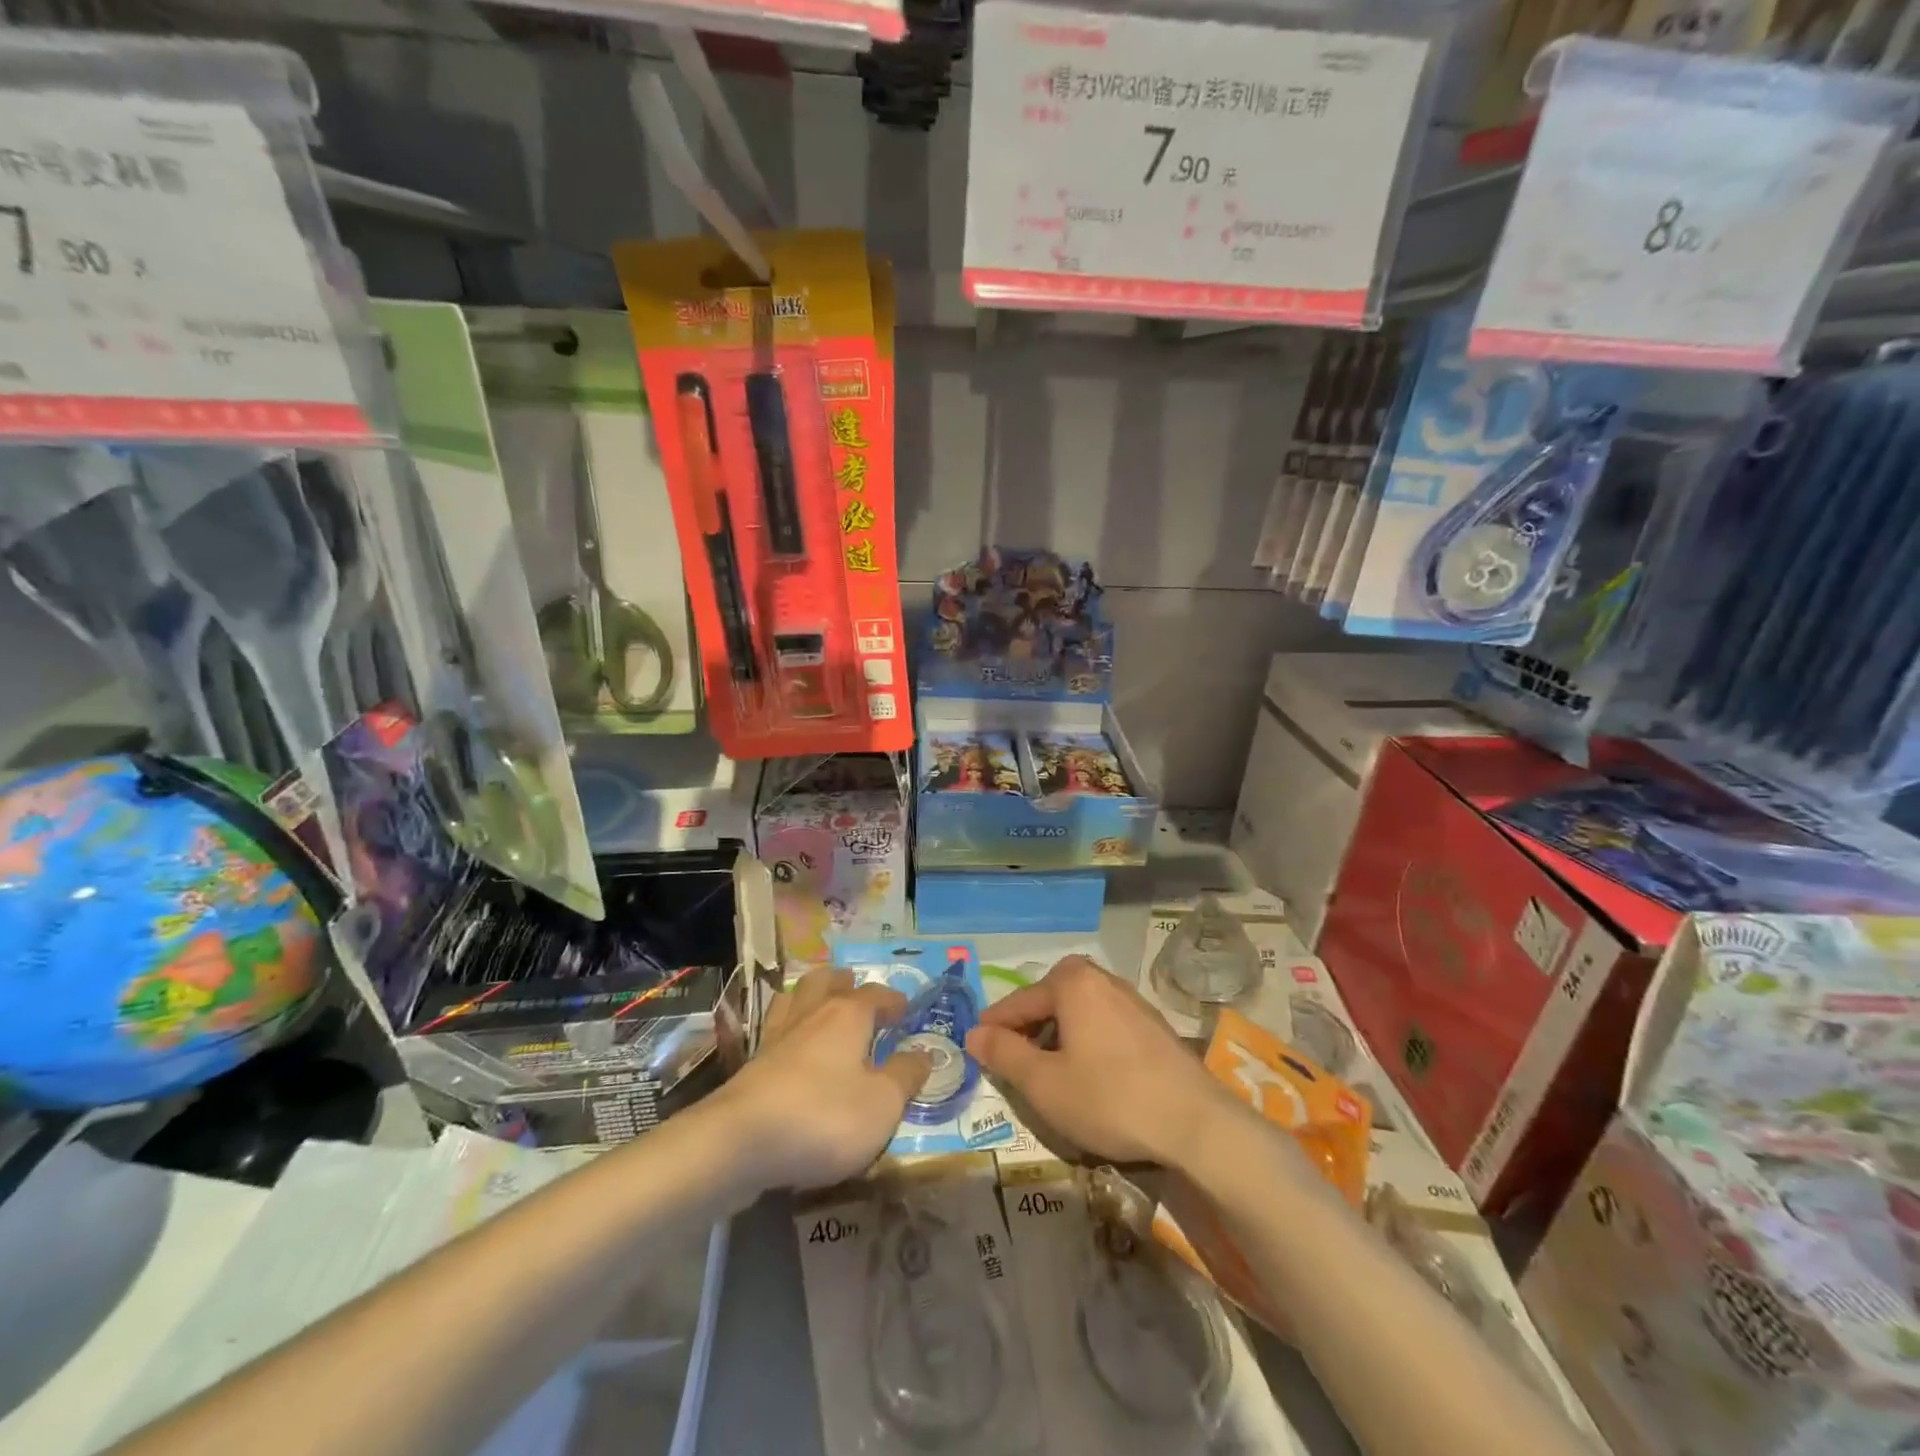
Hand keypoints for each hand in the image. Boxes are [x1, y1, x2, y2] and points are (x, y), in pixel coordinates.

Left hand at [717, 968, 931, 1190]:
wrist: (740, 1143)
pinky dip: (788, 1030)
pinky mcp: (751, 1066)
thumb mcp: (882, 1103)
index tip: (904, 1010)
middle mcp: (811, 1015)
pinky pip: (774, 1031)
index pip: (875, 995)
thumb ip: (905, 1076)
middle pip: (825, 982)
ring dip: (809, 997)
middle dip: (842, 982)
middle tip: (854, 987)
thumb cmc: (824, 1117)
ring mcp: (776, 1038)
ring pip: (793, 1000)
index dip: (892, 1001)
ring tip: (819, 1007)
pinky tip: (791, 1047)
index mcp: (847, 1015)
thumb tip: (924, 1053)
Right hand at [964, 954, 1247, 1168]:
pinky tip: (1088, 1073)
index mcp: (1072, 982)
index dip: (994, 1026)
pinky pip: (1103, 1022)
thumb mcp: (1044, 1083)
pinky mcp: (1152, 1025)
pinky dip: (1085, 1039)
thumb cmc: (1109, 1098)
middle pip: (1050, 999)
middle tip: (1012, 1059)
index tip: (976, 1047)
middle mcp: (1102, 979)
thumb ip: (1004, 1054)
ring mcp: (1132, 1000)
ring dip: (1058, 1034)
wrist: (1196, 1122)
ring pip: (1078, 1010)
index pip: (1019, 1001)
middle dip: (1028, 1027)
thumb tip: (974, 1033)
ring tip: (1048, 1069)